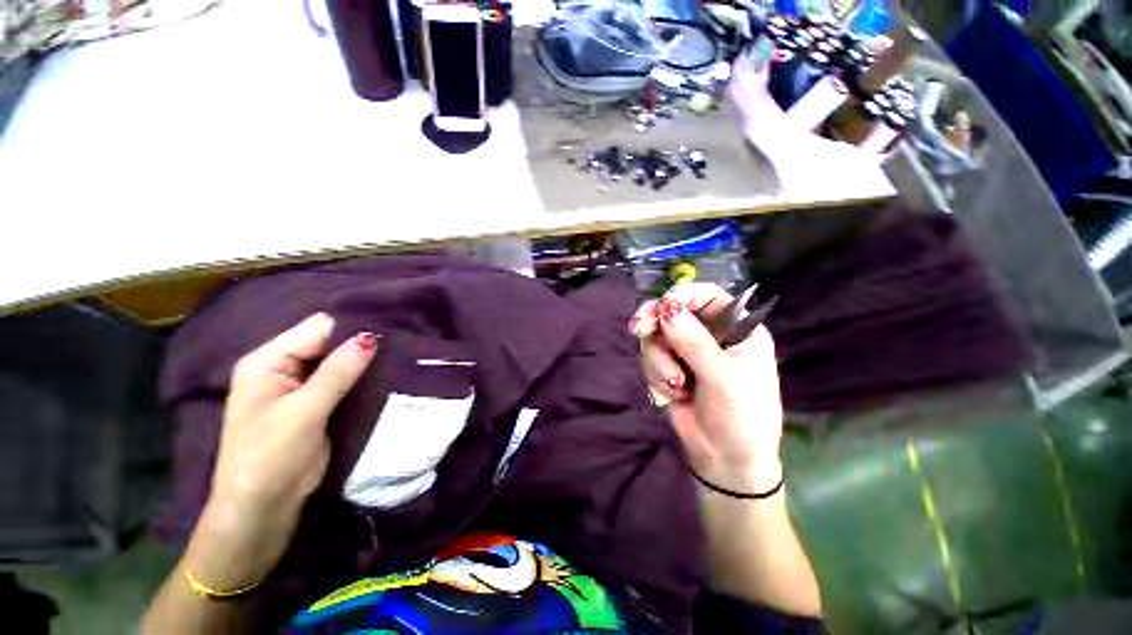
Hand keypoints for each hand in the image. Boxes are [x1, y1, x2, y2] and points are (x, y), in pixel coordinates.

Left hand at [189, 313, 377, 588]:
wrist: (263, 507)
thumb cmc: (270, 457)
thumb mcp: (304, 412)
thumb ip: (337, 372)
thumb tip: (371, 336)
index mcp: (268, 361)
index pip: (316, 329)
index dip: (351, 327)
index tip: (389, 331)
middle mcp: (283, 367)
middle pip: (328, 342)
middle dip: (360, 343)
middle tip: (399, 343)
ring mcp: (301, 386)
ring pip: (339, 361)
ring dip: (364, 361)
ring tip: (399, 356)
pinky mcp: (317, 402)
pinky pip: (343, 379)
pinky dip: (363, 376)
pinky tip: (386, 374)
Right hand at [631, 284, 783, 492]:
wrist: (726, 460)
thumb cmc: (742, 416)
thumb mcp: (722, 377)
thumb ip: (693, 341)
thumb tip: (666, 307)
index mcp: (736, 329)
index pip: (707, 295)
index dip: (683, 294)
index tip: (663, 305)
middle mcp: (709, 335)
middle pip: (673, 311)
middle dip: (656, 322)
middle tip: (639, 329)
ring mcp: (686, 351)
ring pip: (657, 336)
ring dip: (659, 359)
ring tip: (676, 385)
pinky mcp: (669, 367)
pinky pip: (650, 357)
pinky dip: (656, 373)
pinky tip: (673, 393)